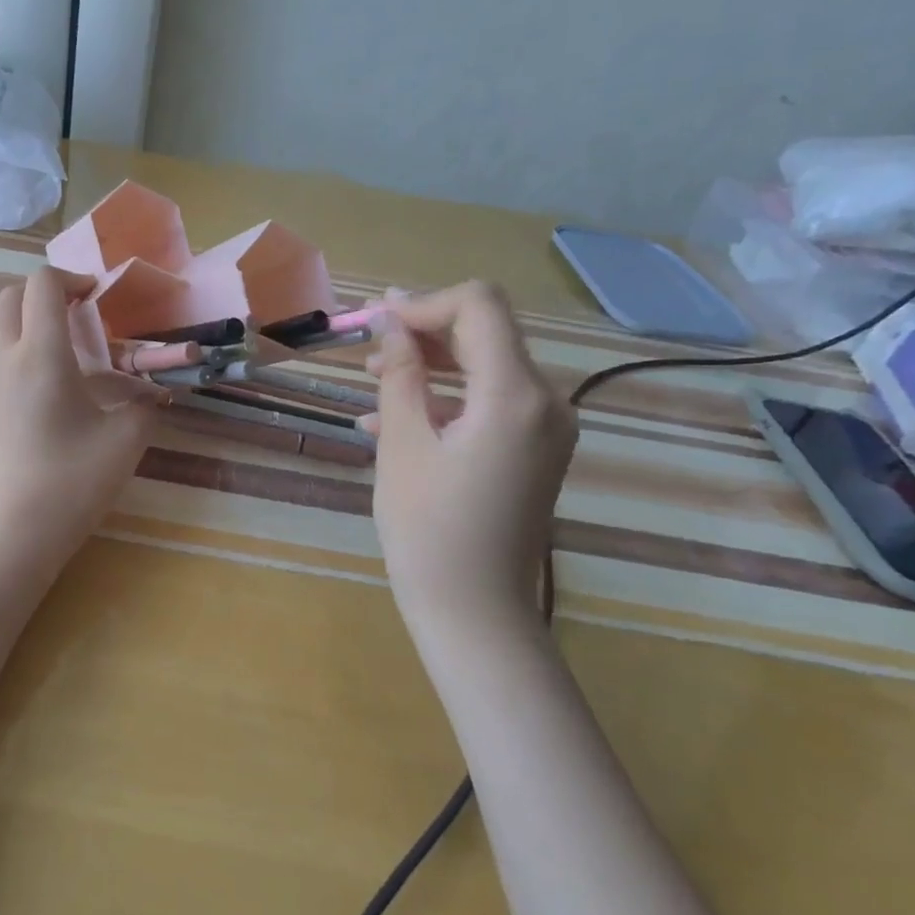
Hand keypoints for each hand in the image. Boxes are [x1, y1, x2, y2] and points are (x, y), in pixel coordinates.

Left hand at [0, 267, 157, 574]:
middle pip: (10, 297)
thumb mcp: (126, 440)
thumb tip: (152, 391)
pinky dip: (19, 352)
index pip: (42, 284)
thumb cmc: (72, 482)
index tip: (97, 296)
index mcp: (40, 355)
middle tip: (80, 314)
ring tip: (69, 353)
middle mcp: (4, 360)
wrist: (13, 535)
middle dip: (45, 292)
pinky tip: (50, 391)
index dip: (72, 277)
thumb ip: (145, 404)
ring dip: (30, 322)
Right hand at [367, 283, 576, 622]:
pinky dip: (446, 398)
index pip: (479, 305)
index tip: (376, 322)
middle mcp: (546, 400)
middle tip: (367, 347)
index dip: (423, 303)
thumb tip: (391, 321)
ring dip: (430, 364)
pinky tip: (394, 419)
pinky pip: (490, 402)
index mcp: (515, 395)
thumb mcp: (402, 444)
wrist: (474, 612)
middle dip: (423, 331)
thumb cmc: (428, 530)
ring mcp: (546, 427)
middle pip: (485, 332)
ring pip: (485, 366)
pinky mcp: (536, 449)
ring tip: (374, 382)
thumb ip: (399, 373)